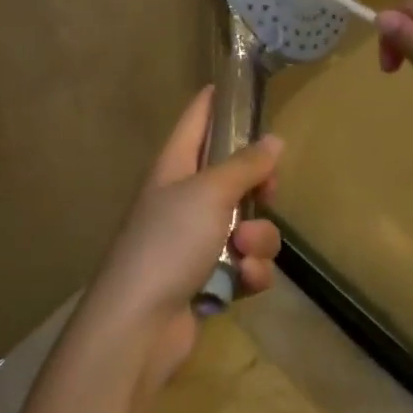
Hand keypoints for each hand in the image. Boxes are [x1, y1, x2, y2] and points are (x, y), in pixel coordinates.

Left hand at [82, 87, 283, 385]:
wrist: (139, 327)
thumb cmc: (168, 243)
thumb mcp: (209, 193)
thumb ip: (245, 165)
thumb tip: (274, 140)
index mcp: (173, 168)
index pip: (195, 120)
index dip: (215, 101)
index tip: (238, 86)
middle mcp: (183, 200)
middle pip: (233, 176)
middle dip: (258, 186)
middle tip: (269, 192)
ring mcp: (195, 242)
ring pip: (248, 224)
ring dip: (258, 239)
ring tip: (242, 252)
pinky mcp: (209, 279)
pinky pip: (245, 264)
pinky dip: (249, 272)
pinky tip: (243, 283)